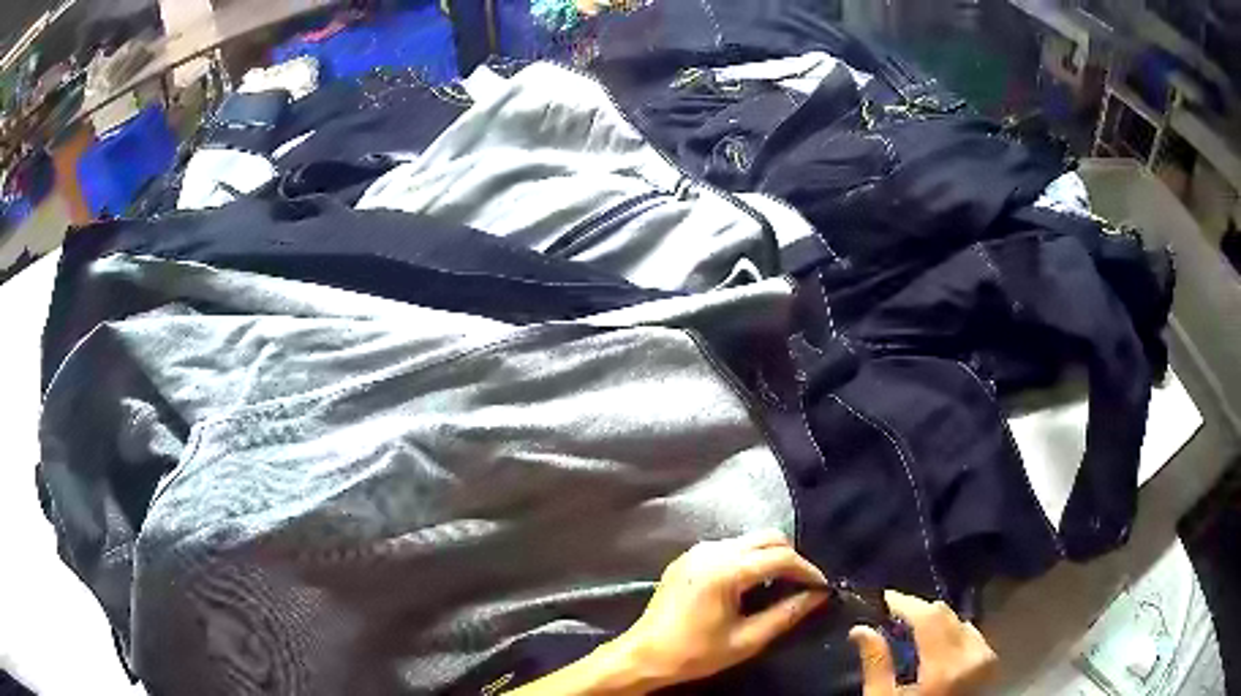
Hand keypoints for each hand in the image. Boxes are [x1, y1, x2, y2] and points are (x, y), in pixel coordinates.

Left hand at [613, 531, 828, 688]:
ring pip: (749, 540)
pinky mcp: (688, 557)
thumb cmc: (695, 653)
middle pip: (767, 538)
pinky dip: (749, 558)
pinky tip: (751, 584)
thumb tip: (818, 596)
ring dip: (770, 557)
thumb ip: (786, 614)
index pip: (781, 557)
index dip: (807, 570)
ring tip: (782, 585)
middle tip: (803, 585)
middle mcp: (712, 550)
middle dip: (791, 558)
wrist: (644, 655)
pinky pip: (730, 547)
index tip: (822, 587)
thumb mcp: (746, 640)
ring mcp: (697, 551)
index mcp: (725, 570)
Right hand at [850, 590, 997, 695]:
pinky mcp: (991, 663)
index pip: (929, 618)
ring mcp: (986, 658)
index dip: (906, 602)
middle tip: (896, 613)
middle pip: (946, 615)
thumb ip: (876, 665)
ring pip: (960, 621)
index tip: (885, 597)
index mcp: (944, 667)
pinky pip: (971, 634)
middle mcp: (972, 656)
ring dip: (937, 621)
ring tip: (915, 629)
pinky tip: (937, 643)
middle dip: (920, 610)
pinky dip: (952, 632)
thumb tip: (861, 630)